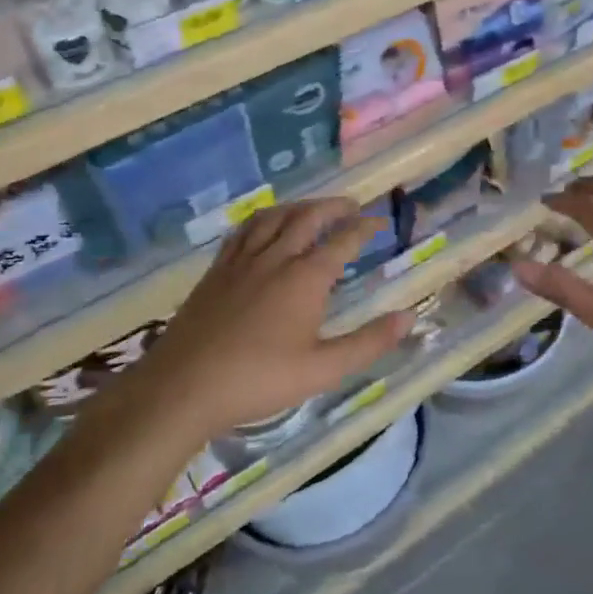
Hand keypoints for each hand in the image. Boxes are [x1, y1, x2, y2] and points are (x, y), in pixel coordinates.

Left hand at [124, 198, 411, 438]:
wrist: (183, 386)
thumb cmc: (259, 380)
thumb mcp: (322, 369)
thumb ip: (368, 342)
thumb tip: (409, 317)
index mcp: (306, 277)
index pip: (343, 240)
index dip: (365, 228)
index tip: (380, 222)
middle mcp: (276, 257)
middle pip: (309, 217)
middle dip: (334, 207)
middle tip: (352, 206)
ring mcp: (242, 260)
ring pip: (275, 216)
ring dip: (300, 206)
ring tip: (314, 209)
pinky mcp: (217, 270)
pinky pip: (244, 230)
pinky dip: (263, 219)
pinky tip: (265, 227)